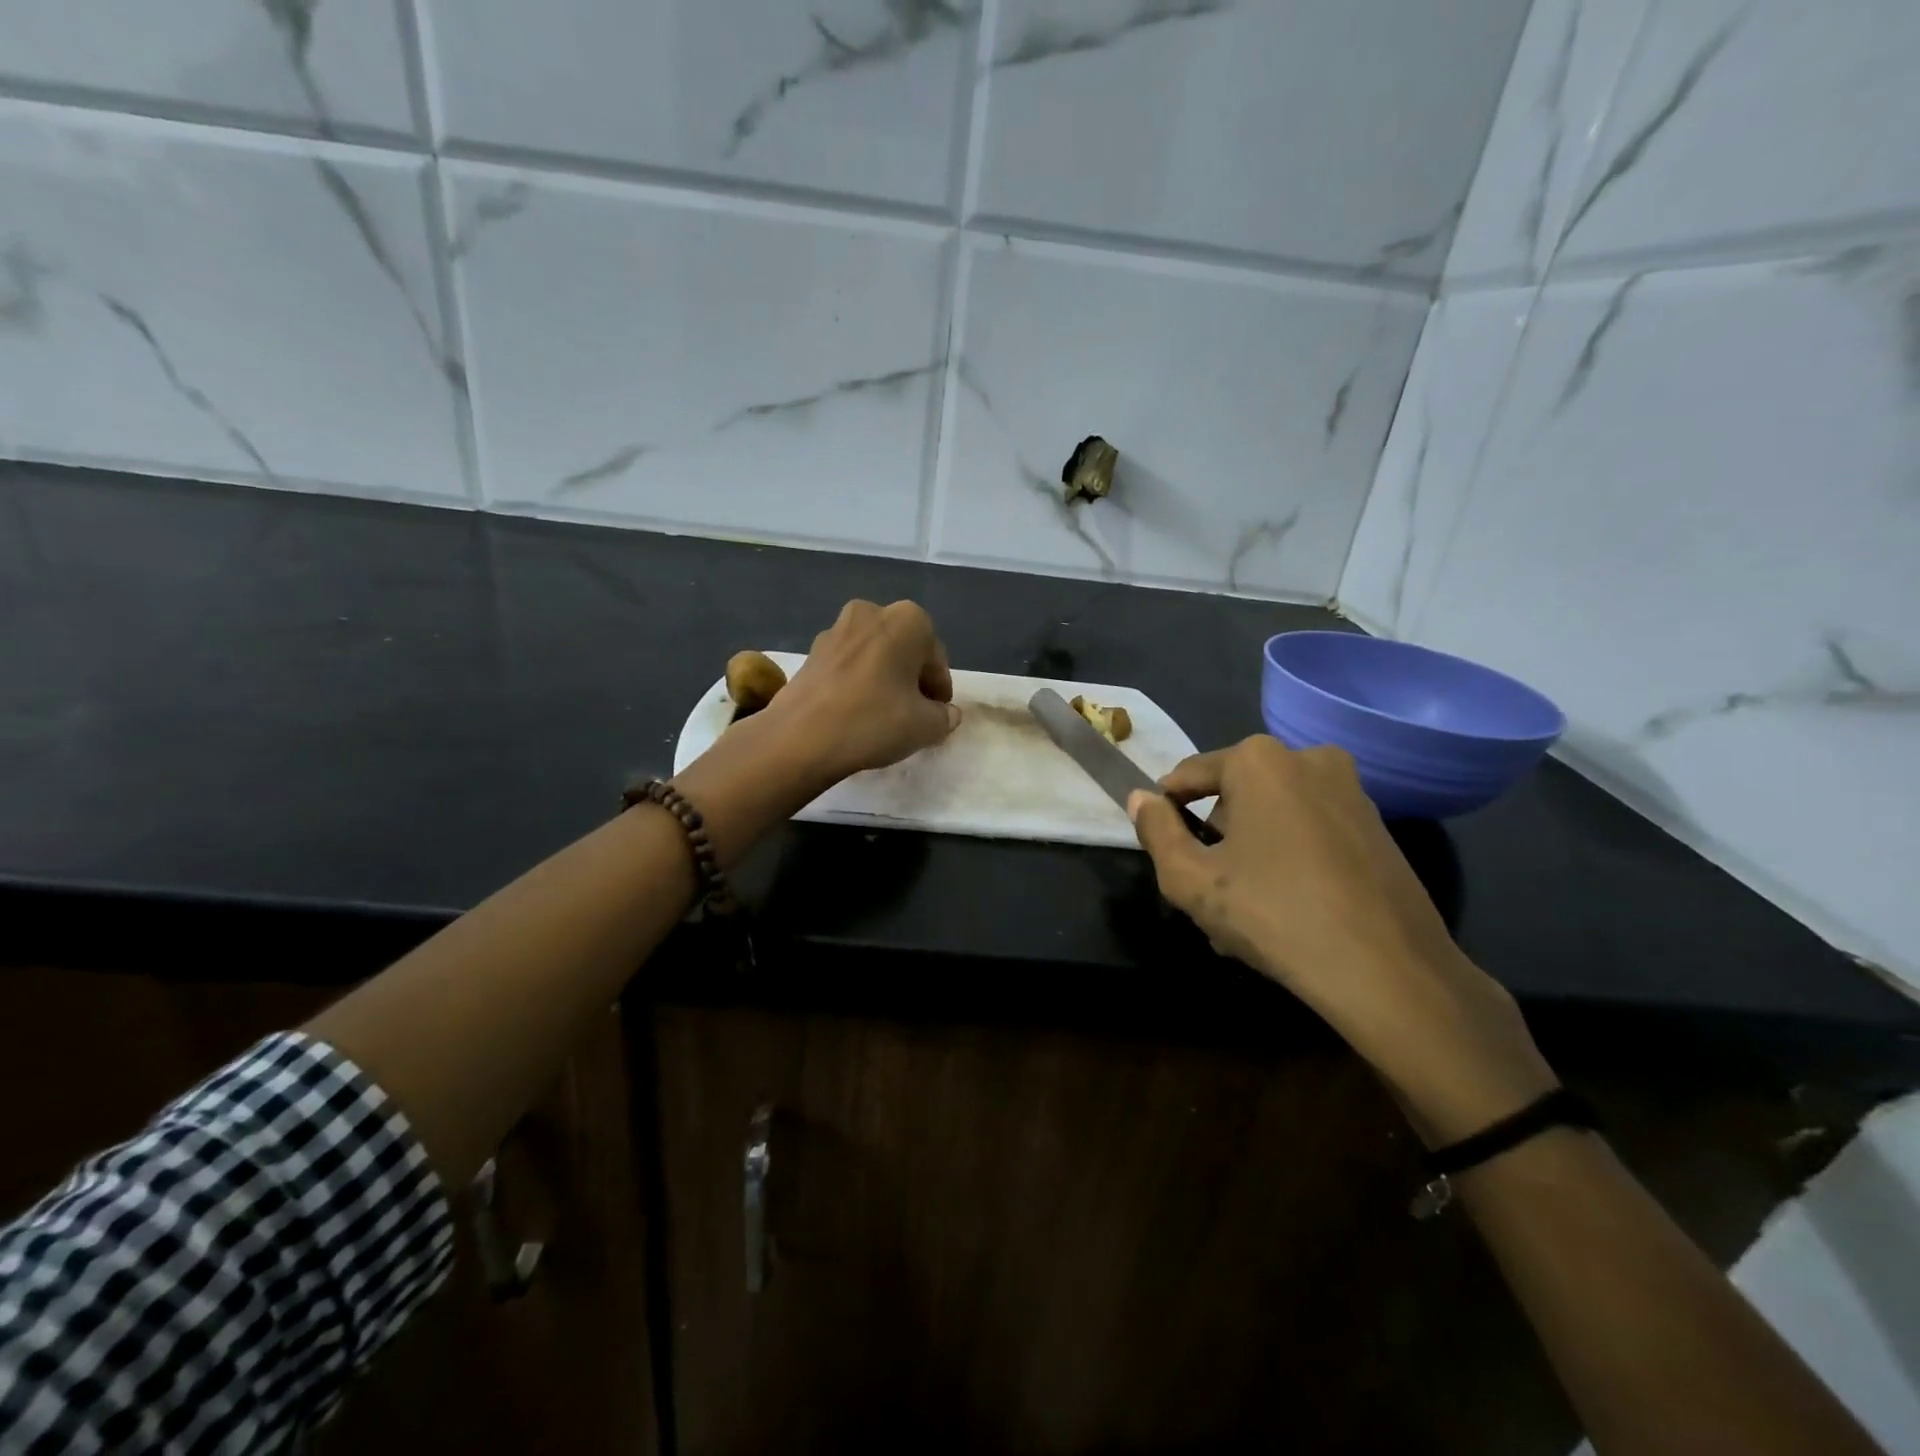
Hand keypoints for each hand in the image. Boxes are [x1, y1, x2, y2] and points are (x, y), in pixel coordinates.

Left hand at [766, 599, 960, 784]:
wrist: (801, 737)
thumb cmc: (874, 721)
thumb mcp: (925, 726)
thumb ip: (944, 716)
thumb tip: (946, 714)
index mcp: (907, 620)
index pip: (935, 658)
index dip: (939, 689)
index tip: (938, 714)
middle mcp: (871, 612)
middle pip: (904, 650)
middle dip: (911, 678)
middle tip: (914, 713)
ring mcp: (836, 630)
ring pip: (874, 655)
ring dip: (884, 679)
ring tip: (884, 715)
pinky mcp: (811, 652)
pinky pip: (848, 665)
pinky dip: (857, 683)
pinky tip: (856, 713)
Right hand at [1129, 736, 1556, 1142]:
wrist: (1389, 970)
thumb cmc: (1274, 915)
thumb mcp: (1190, 880)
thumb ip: (1155, 832)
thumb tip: (1140, 799)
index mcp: (1258, 759)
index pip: (1188, 776)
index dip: (1167, 813)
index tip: (1165, 854)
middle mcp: (1307, 758)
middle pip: (1233, 796)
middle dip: (1215, 840)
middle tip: (1209, 896)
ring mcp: (1350, 789)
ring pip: (1272, 816)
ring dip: (1250, 854)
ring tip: (1245, 914)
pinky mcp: (1377, 824)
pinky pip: (1309, 831)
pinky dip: (1289, 860)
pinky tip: (1287, 911)